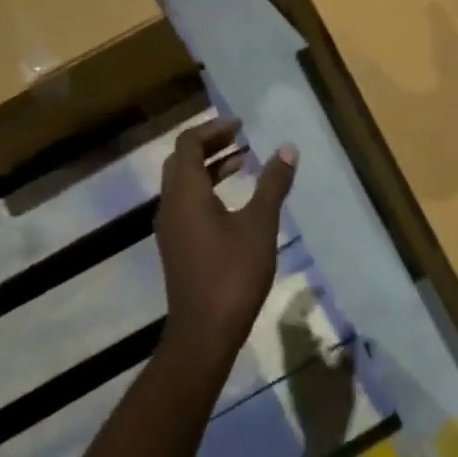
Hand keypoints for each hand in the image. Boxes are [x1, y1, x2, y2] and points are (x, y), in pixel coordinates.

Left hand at [155, 117, 297, 361]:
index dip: (213, 130)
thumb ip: (273, 184)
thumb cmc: (233, 273)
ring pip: (183, 184)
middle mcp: (170, 205)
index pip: (188, 145)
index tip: (240, 125)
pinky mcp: (176, 246)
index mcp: (186, 193)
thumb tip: (287, 149)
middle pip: (181, 161)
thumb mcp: (260, 225)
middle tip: (241, 138)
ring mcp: (170, 228)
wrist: (204, 331)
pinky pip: (186, 203)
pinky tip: (233, 200)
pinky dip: (207, 190)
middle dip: (210, 145)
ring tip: (243, 162)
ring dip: (209, 168)